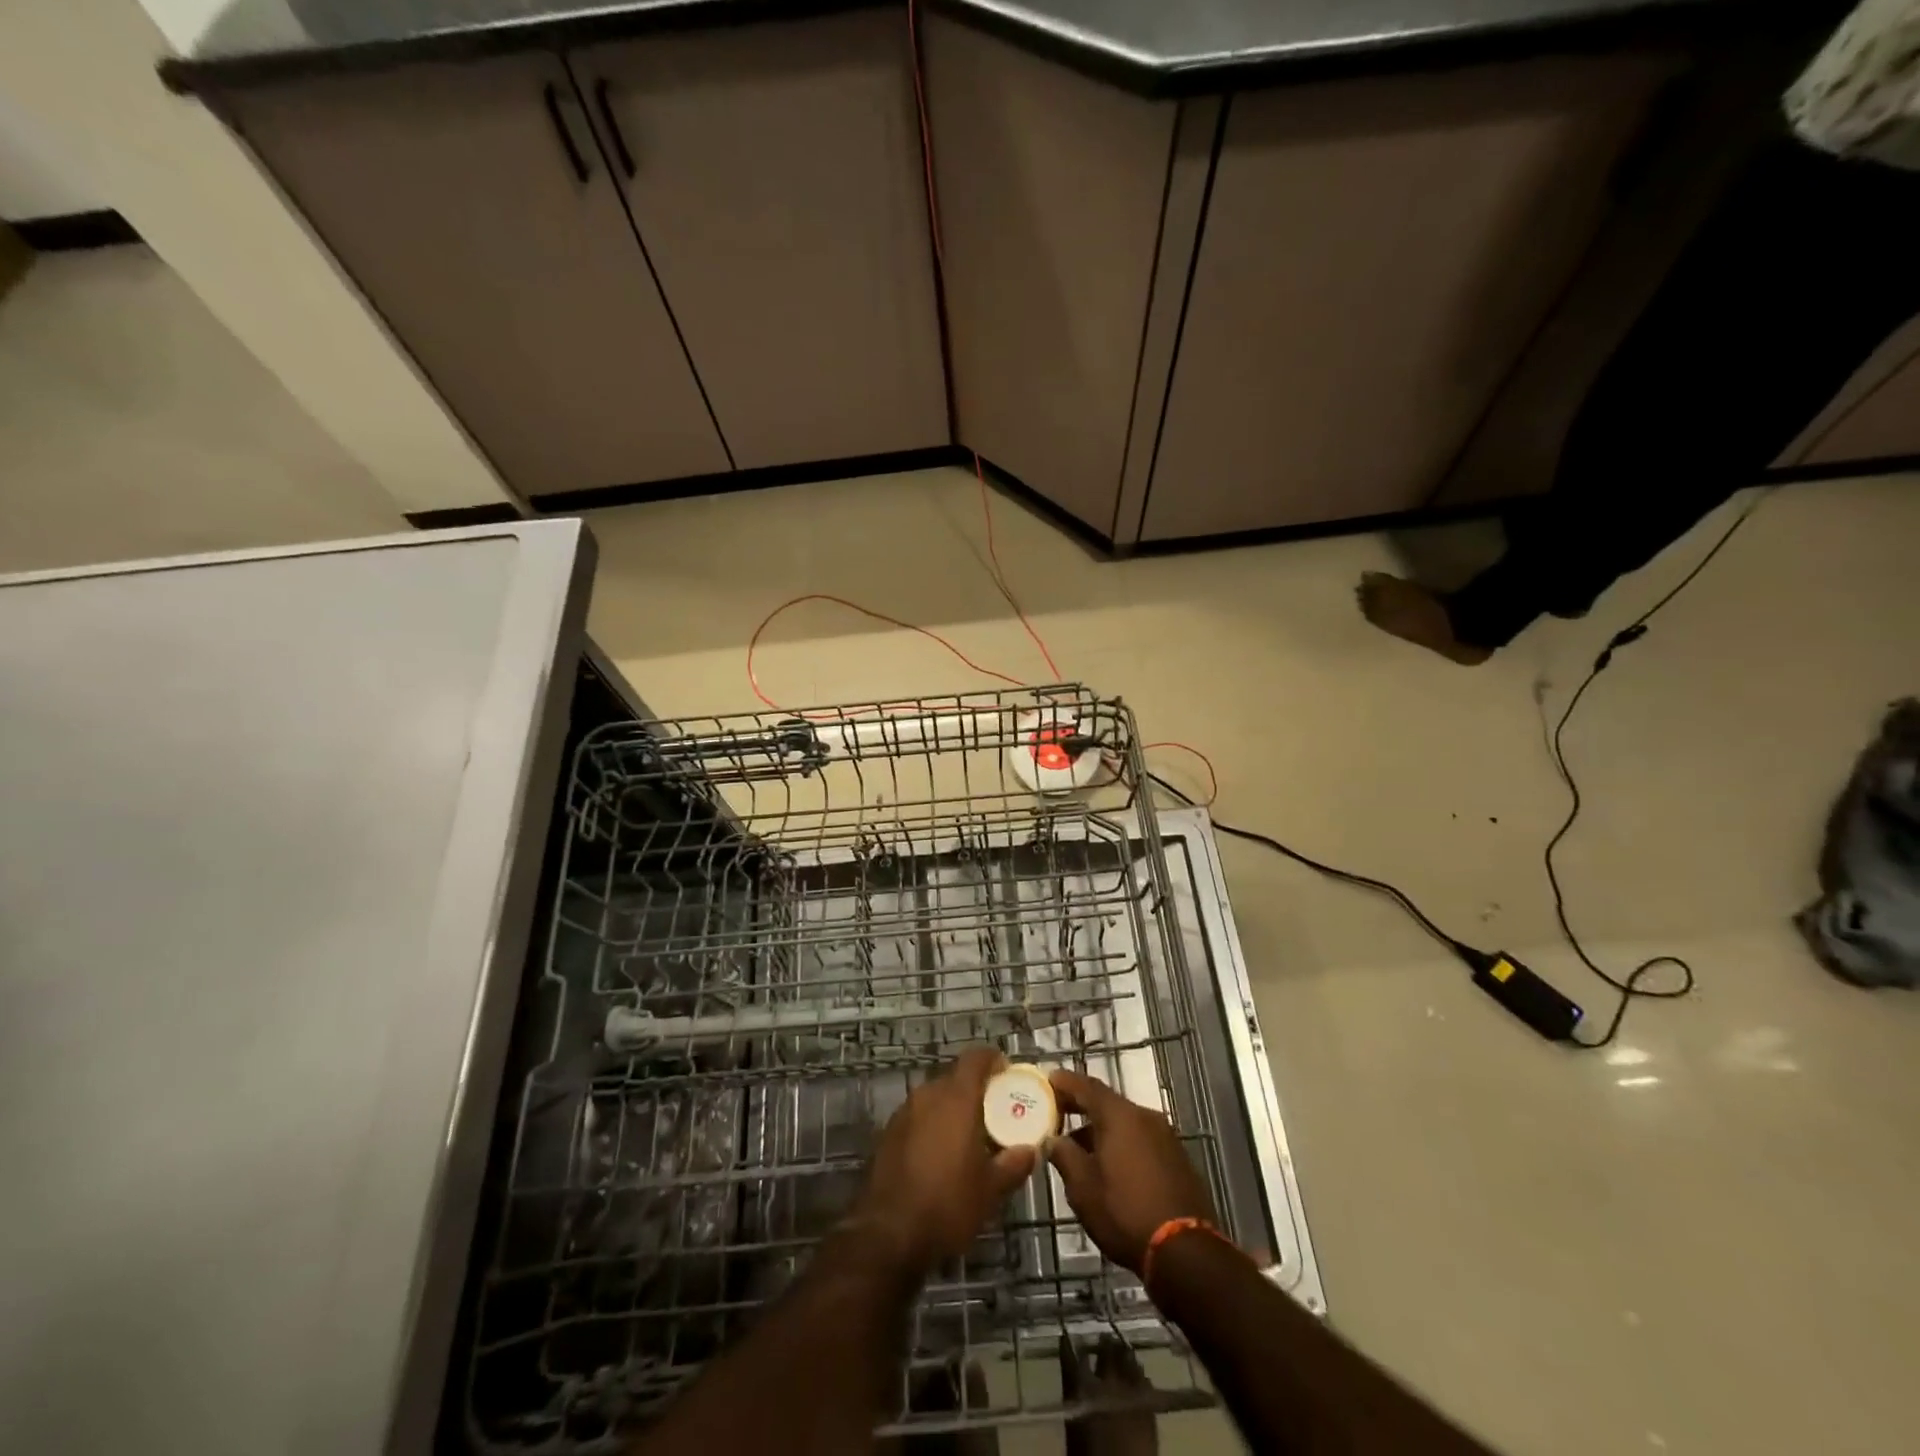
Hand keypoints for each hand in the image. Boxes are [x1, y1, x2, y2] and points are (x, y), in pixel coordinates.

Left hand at [853, 1048, 1036, 1273]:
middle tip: (995, 1114)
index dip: (993, 1060)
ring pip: (935, 1097)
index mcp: (956, 1098)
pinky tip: (942, 1156)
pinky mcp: (888, 1133)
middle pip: (955, 1077)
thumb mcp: (991, 1190)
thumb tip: (1031, 1150)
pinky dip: (934, 1125)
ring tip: (970, 1138)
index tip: (1007, 1073)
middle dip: (976, 1090)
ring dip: (953, 1109)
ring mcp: (904, 1112)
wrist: (886, 1234)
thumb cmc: (947, 1204)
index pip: (975, 1057)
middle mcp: (927, 1095)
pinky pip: (919, 1116)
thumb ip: (1014, 1164)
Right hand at [1046, 1068, 1213, 1273]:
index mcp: (1120, 1116)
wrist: (1187, 1253)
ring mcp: (1166, 1137)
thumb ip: (1064, 1156)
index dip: (1065, 1082)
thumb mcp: (1083, 1189)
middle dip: (1081, 1107)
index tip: (1047, 1080)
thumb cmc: (1126, 1213)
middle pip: (1107, 1103)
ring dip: (1101, 1130)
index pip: (1086, 1086)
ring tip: (1079, 1149)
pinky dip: (1122, 1144)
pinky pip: (1141, 1139)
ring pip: (1125, 1123)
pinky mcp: (1178, 1159)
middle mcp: (1145, 1116)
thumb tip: (1053, 1140)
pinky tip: (1110, 1167)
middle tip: (1057, 1113)